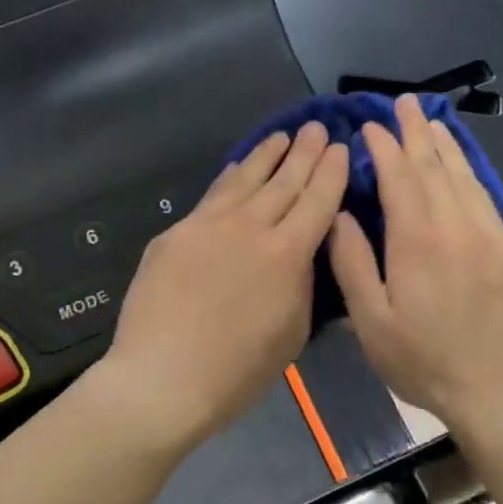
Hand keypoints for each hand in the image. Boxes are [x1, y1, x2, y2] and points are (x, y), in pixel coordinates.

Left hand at [98, 123, 348, 447]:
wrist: (163, 376)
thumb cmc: (237, 371)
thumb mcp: (292, 332)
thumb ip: (301, 283)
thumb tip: (300, 253)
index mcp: (288, 254)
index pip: (317, 201)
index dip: (330, 172)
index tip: (339, 146)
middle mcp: (250, 227)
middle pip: (284, 182)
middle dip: (304, 152)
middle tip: (315, 127)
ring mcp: (208, 225)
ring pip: (244, 180)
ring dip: (266, 156)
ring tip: (280, 137)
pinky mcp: (176, 233)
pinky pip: (210, 197)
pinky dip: (229, 178)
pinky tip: (235, 169)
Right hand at [329, 94, 502, 433]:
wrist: (499, 392)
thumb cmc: (423, 361)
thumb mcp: (371, 321)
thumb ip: (352, 263)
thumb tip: (339, 214)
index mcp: (419, 241)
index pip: (400, 177)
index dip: (383, 148)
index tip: (369, 127)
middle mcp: (458, 227)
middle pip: (435, 166)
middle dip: (416, 132)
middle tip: (403, 103)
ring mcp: (491, 236)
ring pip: (465, 177)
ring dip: (446, 145)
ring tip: (432, 121)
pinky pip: (487, 198)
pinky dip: (471, 172)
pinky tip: (463, 165)